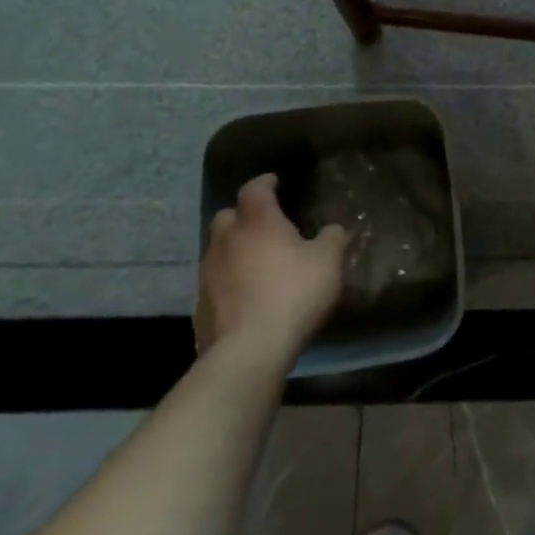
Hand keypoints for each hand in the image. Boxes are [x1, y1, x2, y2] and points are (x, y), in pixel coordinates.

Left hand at [194, 175, 348, 360]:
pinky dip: (229, 282)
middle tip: (265, 224)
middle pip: (227, 216)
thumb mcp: (328, 262)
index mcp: (257, 221)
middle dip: (243, 216)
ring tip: (257, 262)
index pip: (254, 188)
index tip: (276, 182)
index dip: (265, 182)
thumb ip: (333, 238)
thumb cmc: (292, 293)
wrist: (248, 352)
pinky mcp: (200, 307)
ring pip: (218, 250)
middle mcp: (226, 240)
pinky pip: (215, 283)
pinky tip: (247, 295)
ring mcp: (208, 274)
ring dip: (234, 250)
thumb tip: (334, 229)